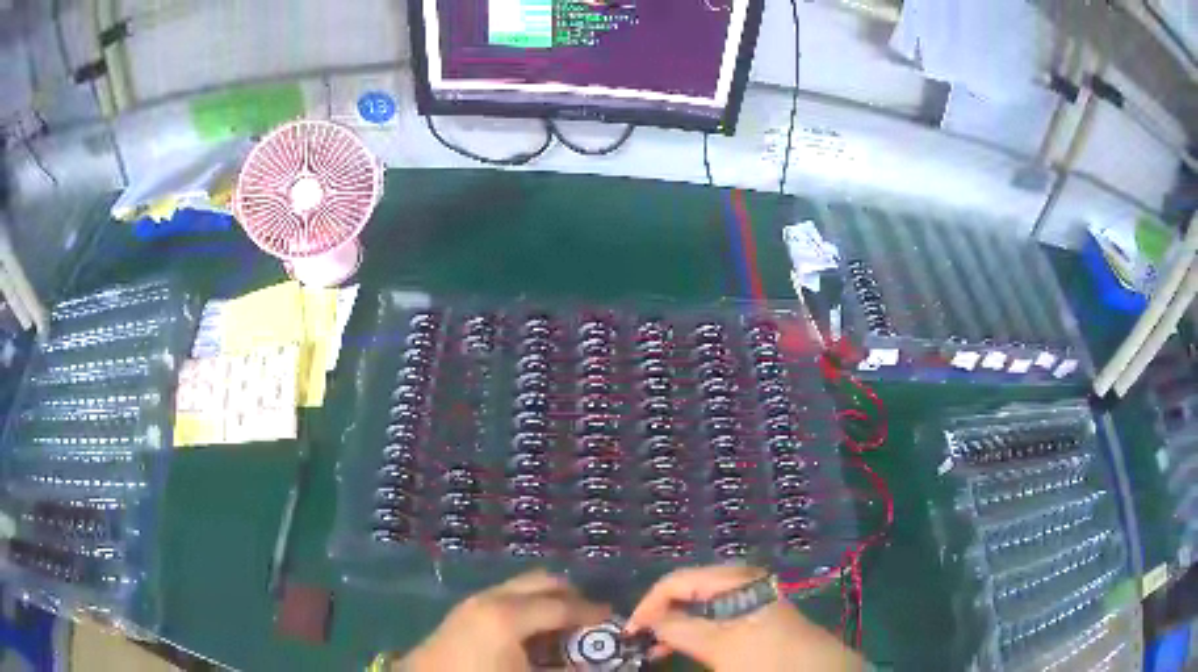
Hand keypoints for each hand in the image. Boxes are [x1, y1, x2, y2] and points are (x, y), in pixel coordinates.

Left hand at [399, 570, 610, 671]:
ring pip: (521, 587)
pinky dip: (527, 606)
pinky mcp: (463, 611)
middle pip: (541, 581)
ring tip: (563, 626)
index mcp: (508, 616)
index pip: (562, 605)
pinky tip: (532, 632)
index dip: (591, 611)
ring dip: (547, 600)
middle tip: (589, 617)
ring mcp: (474, 602)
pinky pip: (505, 597)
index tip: (612, 617)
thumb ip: (563, 670)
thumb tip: (587, 663)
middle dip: (570, 595)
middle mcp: (492, 599)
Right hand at [626, 565, 860, 671]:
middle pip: (686, 589)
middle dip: (660, 613)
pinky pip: (714, 614)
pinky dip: (694, 629)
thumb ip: (679, 630)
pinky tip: (684, 646)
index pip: (675, 581)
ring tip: (657, 649)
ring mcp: (748, 596)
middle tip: (640, 641)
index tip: (629, 632)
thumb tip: (647, 622)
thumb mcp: (718, 646)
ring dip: (675, 624)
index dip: (647, 605)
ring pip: (698, 604)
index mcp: (732, 578)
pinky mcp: (754, 614)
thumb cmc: (767, 655)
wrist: (817, 669)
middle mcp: (739, 580)